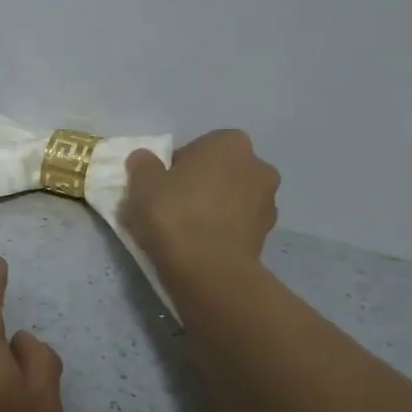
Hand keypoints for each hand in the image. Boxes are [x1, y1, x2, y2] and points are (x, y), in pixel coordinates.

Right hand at [122, 129, 280, 266]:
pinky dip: (223, 231)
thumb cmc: (174, 214)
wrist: (208, 269)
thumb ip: (144, 164)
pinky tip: (202, 246)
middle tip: (173, 207)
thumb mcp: (142, 183)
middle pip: (219, 172)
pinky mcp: (267, 235)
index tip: (161, 188)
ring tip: (187, 231)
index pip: (197, 148)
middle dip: (200, 185)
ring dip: (214, 209)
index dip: (176, 168)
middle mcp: (258, 166)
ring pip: (231, 199)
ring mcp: (268, 202)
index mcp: (230, 143)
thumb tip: (145, 159)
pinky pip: (238, 225)